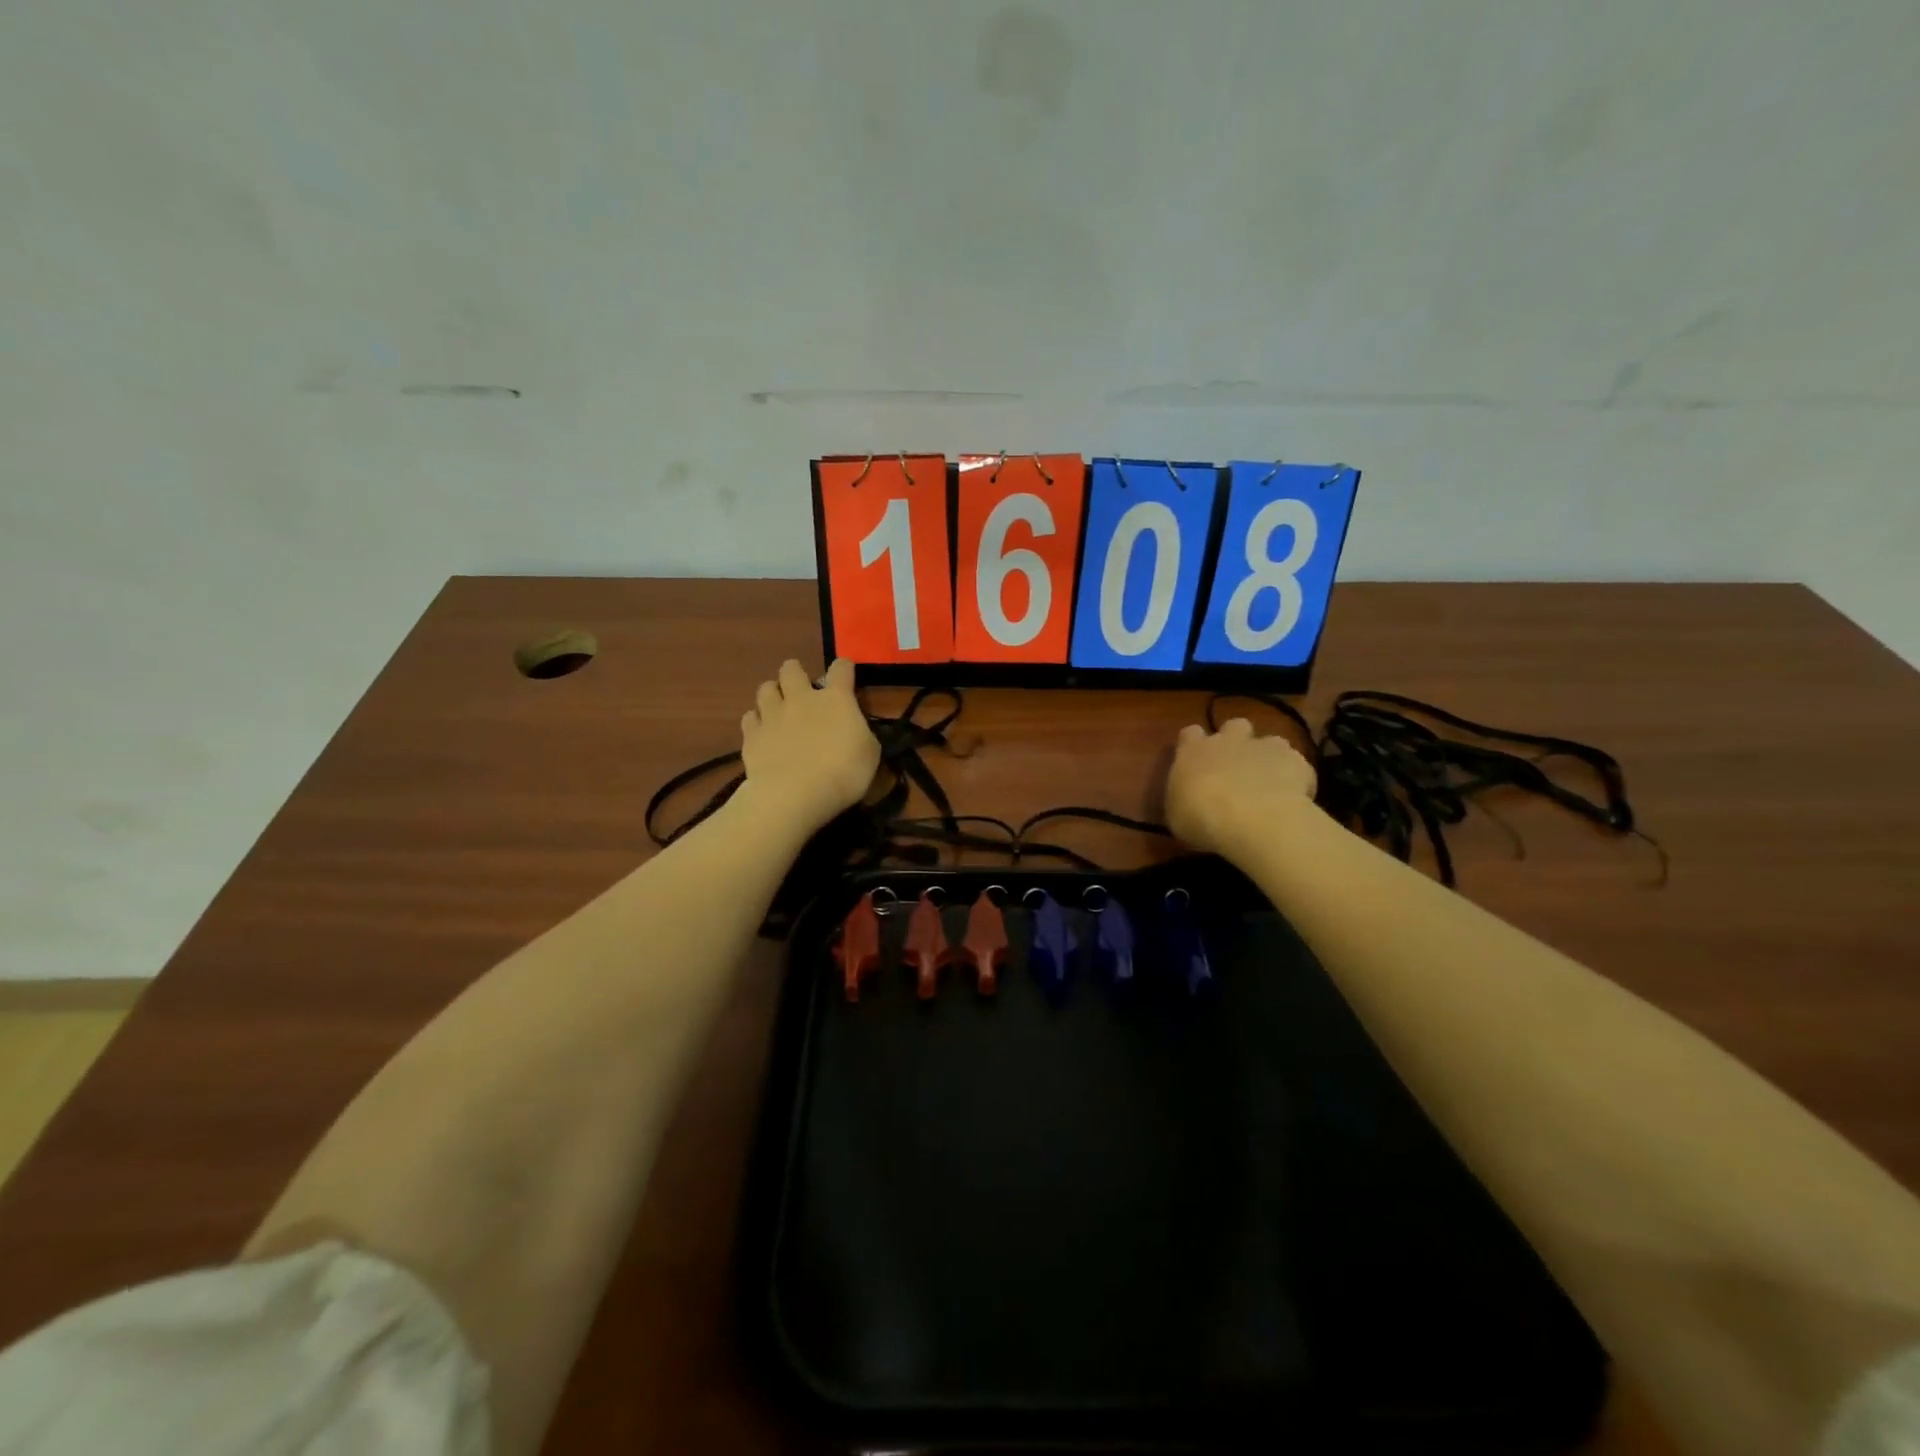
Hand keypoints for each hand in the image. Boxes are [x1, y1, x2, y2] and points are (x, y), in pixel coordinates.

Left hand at [738, 658, 880, 836]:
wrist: (795, 794)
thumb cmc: (843, 773)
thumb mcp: (870, 754)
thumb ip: (861, 734)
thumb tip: (854, 730)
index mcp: (836, 699)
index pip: (841, 669)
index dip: (844, 668)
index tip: (845, 673)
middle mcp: (801, 699)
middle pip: (792, 669)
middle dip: (796, 672)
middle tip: (801, 688)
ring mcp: (772, 715)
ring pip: (765, 688)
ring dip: (772, 693)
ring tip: (777, 707)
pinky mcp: (752, 735)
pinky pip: (749, 718)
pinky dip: (755, 721)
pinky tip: (761, 732)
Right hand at [1165, 717, 1317, 856]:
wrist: (1252, 819)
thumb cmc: (1201, 818)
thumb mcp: (1177, 816)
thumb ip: (1184, 800)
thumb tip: (1188, 801)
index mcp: (1193, 751)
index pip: (1190, 734)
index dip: (1194, 744)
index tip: (1196, 761)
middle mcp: (1229, 741)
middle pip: (1234, 725)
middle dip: (1237, 740)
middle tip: (1237, 767)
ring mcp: (1265, 747)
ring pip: (1271, 741)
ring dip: (1269, 757)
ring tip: (1270, 783)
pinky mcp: (1297, 761)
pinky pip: (1297, 765)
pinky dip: (1296, 778)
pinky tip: (1293, 799)